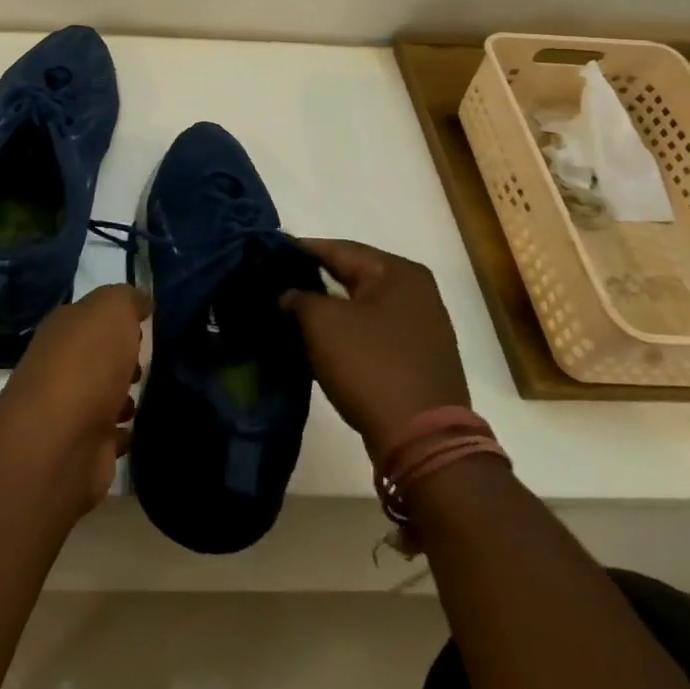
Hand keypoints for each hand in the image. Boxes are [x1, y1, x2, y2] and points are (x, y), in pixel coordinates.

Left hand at [0, 283, 149, 510]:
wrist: (60, 443)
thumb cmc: (86, 364)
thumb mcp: (111, 310)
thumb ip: (127, 299)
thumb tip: (141, 300)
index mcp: (62, 329)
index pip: (90, 316)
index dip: (117, 319)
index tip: (145, 325)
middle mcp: (60, 366)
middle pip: (96, 357)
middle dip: (122, 359)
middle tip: (148, 363)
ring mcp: (69, 410)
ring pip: (102, 396)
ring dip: (122, 397)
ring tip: (148, 396)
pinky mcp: (83, 449)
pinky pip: (109, 436)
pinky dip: (123, 433)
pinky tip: (140, 430)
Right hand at [281, 239, 469, 459]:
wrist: (422, 440)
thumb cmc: (370, 365)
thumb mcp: (322, 323)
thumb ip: (297, 298)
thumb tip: (287, 295)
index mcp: (398, 272)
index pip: (338, 248)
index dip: (300, 249)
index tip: (267, 252)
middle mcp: (416, 292)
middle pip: (353, 275)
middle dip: (313, 279)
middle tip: (274, 282)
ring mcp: (422, 327)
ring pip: (361, 306)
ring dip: (329, 309)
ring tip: (290, 311)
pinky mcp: (418, 359)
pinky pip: (372, 333)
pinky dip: (346, 333)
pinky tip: (320, 340)